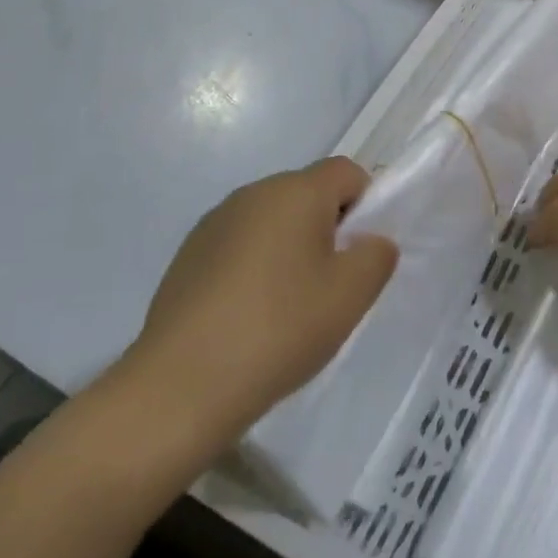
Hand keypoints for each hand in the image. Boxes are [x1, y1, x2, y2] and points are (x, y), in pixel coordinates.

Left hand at [118, 158, 397, 439]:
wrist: (180, 386)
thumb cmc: (279, 329)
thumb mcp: (350, 295)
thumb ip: (376, 255)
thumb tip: (369, 241)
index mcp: (295, 191)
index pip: (347, 172)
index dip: (365, 205)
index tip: (358, 255)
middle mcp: (253, 193)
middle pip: (307, 194)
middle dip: (327, 230)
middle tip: (329, 287)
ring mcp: (214, 223)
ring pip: (272, 221)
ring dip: (289, 249)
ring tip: (287, 308)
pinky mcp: (188, 255)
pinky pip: (239, 246)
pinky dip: (254, 268)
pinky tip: (248, 318)